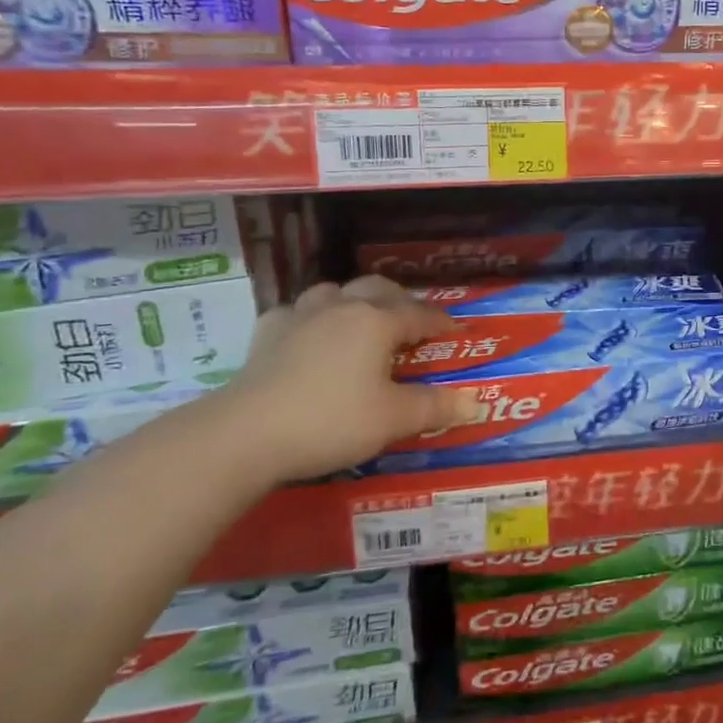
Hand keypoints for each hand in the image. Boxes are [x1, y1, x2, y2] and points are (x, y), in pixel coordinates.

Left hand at [212, 275, 484, 484]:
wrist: (247, 433)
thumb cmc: (331, 421)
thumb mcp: (392, 419)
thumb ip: (434, 407)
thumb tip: (475, 403)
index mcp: (377, 322)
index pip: (420, 314)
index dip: (442, 322)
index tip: (457, 330)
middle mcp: (342, 308)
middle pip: (378, 289)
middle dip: (401, 300)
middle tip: (413, 321)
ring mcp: (300, 316)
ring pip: (334, 292)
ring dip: (353, 301)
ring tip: (361, 320)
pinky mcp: (267, 334)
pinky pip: (295, 313)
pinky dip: (310, 319)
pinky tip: (308, 335)